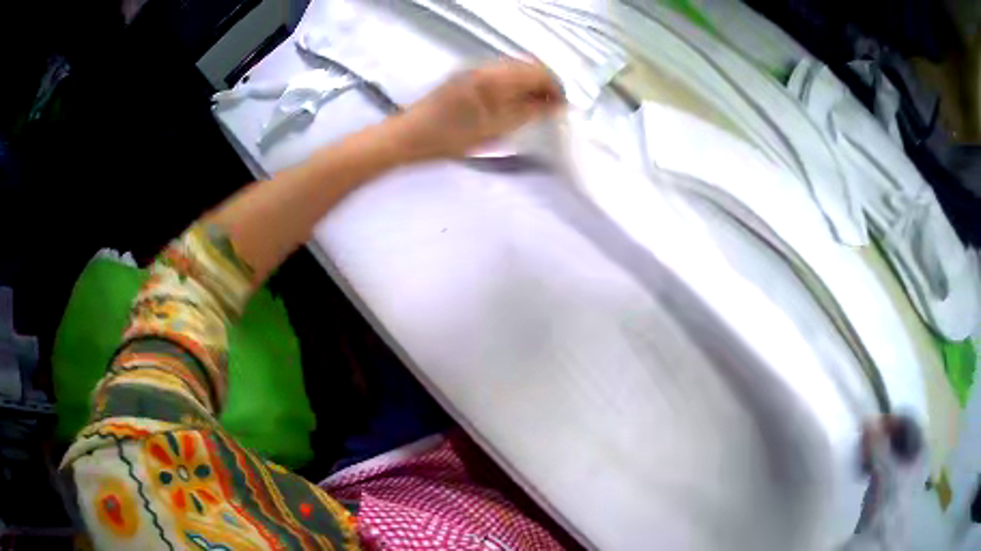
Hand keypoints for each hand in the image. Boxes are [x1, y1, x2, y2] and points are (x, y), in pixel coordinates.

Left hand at [390, 59, 564, 161]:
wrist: (410, 136)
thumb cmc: (451, 136)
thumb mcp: (496, 129)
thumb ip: (529, 112)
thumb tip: (554, 104)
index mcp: (496, 76)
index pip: (539, 71)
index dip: (556, 88)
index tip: (562, 108)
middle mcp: (487, 66)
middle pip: (528, 66)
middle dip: (544, 85)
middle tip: (551, 109)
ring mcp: (474, 69)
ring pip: (515, 69)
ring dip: (529, 85)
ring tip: (534, 109)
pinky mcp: (466, 76)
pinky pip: (500, 74)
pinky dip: (514, 85)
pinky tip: (512, 104)